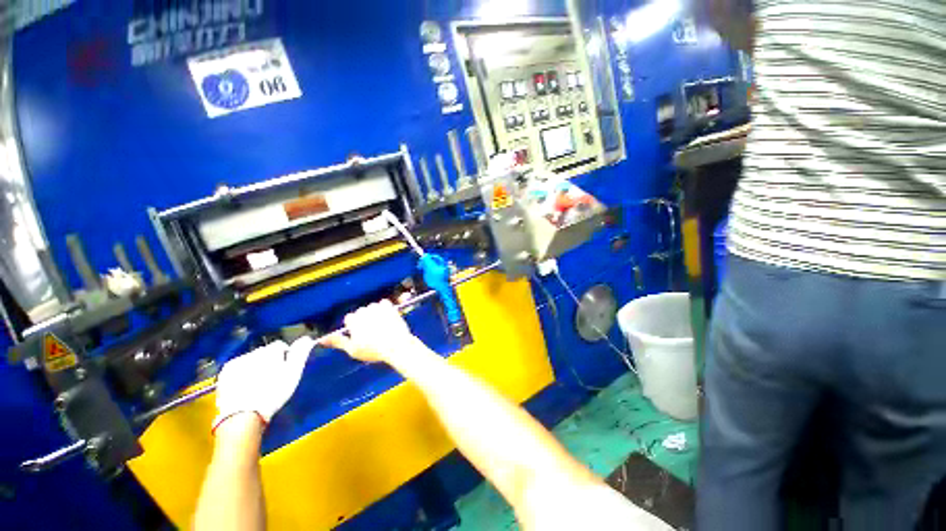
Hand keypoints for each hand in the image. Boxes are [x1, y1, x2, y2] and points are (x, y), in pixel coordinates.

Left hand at [212, 336, 313, 431]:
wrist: (243, 415)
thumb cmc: (274, 393)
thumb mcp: (294, 373)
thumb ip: (301, 353)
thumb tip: (307, 338)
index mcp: (271, 351)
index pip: (280, 345)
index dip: (285, 356)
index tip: (285, 369)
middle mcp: (253, 352)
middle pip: (264, 351)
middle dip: (269, 360)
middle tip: (272, 377)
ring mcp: (237, 362)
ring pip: (251, 359)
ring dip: (255, 366)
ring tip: (258, 383)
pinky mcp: (225, 373)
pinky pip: (238, 367)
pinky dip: (242, 373)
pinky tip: (245, 385)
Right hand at [321, 300, 415, 364]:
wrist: (396, 345)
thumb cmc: (373, 350)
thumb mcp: (352, 350)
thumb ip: (338, 342)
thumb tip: (323, 339)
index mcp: (353, 320)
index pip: (349, 318)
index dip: (354, 326)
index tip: (359, 333)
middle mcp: (364, 311)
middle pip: (361, 312)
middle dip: (364, 319)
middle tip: (371, 331)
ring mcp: (378, 308)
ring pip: (372, 307)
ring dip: (375, 313)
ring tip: (380, 326)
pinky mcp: (390, 307)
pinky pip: (384, 303)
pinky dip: (385, 308)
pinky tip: (387, 318)